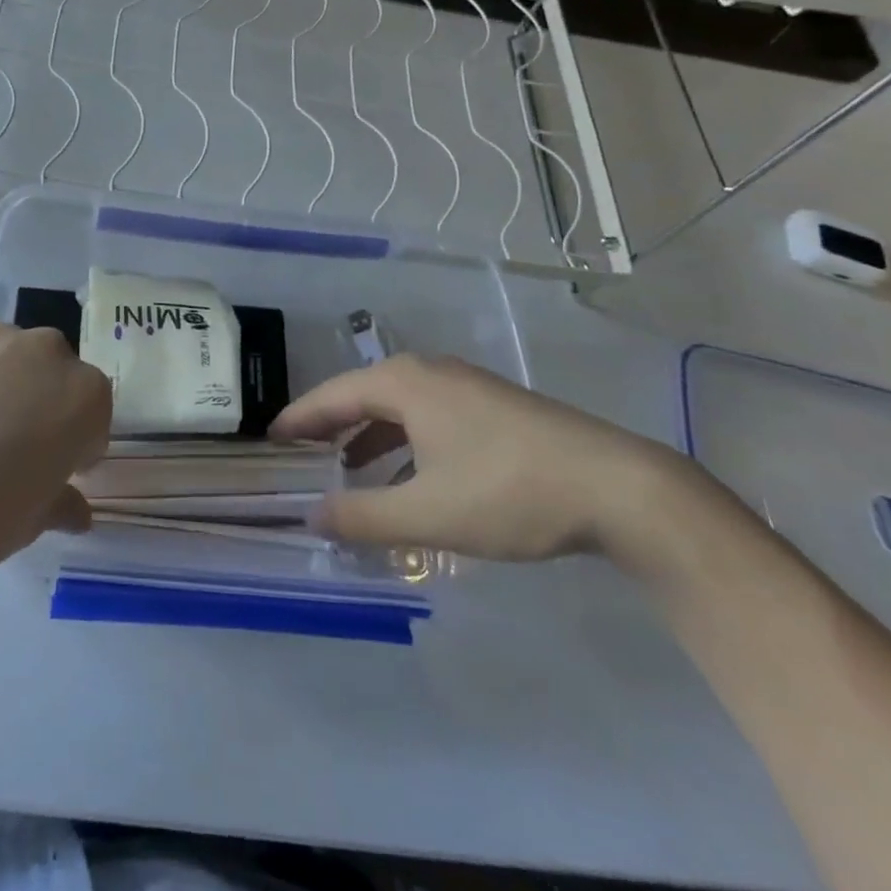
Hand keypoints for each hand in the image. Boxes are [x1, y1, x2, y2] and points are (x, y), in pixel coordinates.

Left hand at [0, 323, 110, 600]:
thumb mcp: (30, 523)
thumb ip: (61, 501)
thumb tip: (74, 508)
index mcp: (82, 396)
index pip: (94, 413)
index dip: (76, 445)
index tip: (52, 470)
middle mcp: (45, 352)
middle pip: (56, 375)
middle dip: (42, 404)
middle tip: (9, 447)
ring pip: (11, 357)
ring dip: (3, 383)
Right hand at [270, 354, 679, 561]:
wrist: (619, 487)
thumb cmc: (509, 491)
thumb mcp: (428, 513)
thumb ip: (364, 517)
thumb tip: (311, 517)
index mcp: (404, 383)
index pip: (332, 396)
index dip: (298, 418)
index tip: (270, 439)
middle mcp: (430, 373)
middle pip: (362, 394)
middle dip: (330, 425)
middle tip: (301, 453)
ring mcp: (466, 386)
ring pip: (398, 406)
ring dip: (369, 435)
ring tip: (348, 469)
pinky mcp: (494, 406)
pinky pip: (428, 415)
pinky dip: (404, 440)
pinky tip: (410, 475)